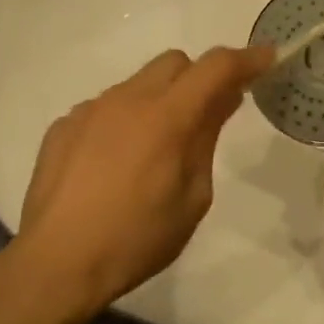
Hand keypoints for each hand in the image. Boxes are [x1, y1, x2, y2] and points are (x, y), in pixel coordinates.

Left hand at [13, 45, 273, 314]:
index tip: (267, 59)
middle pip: (174, 62)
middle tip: (206, 116)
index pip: (216, 67)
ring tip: (153, 151)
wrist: (55, 264)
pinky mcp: (64, 125)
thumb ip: (207, 140)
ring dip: (158, 100)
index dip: (246, 59)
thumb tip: (222, 102)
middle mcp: (127, 99)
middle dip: (199, 78)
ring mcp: (90, 109)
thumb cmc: (136, 239)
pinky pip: (105, 107)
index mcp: (166, 117)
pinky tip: (113, 164)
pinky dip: (122, 121)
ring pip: (137, 83)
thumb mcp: (192, 198)